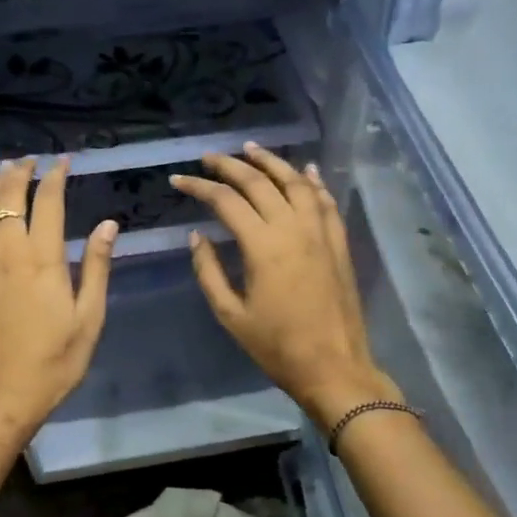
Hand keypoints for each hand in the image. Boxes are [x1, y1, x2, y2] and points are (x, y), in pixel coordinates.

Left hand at [0, 158, 116, 433]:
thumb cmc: (54, 361)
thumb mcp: (89, 317)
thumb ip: (96, 267)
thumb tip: (107, 225)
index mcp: (42, 258)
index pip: (48, 202)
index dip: (55, 177)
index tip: (62, 162)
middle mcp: (5, 252)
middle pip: (8, 199)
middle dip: (19, 174)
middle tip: (29, 160)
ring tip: (3, 176)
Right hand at [170, 144, 399, 427]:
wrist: (334, 367)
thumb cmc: (277, 347)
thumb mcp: (231, 314)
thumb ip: (209, 271)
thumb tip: (197, 237)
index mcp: (263, 246)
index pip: (226, 201)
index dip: (199, 187)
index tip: (178, 181)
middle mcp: (293, 228)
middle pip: (260, 183)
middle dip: (230, 165)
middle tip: (209, 157)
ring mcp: (321, 233)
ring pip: (296, 183)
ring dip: (272, 162)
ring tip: (251, 149)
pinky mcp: (338, 243)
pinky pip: (326, 202)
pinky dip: (313, 182)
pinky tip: (305, 171)